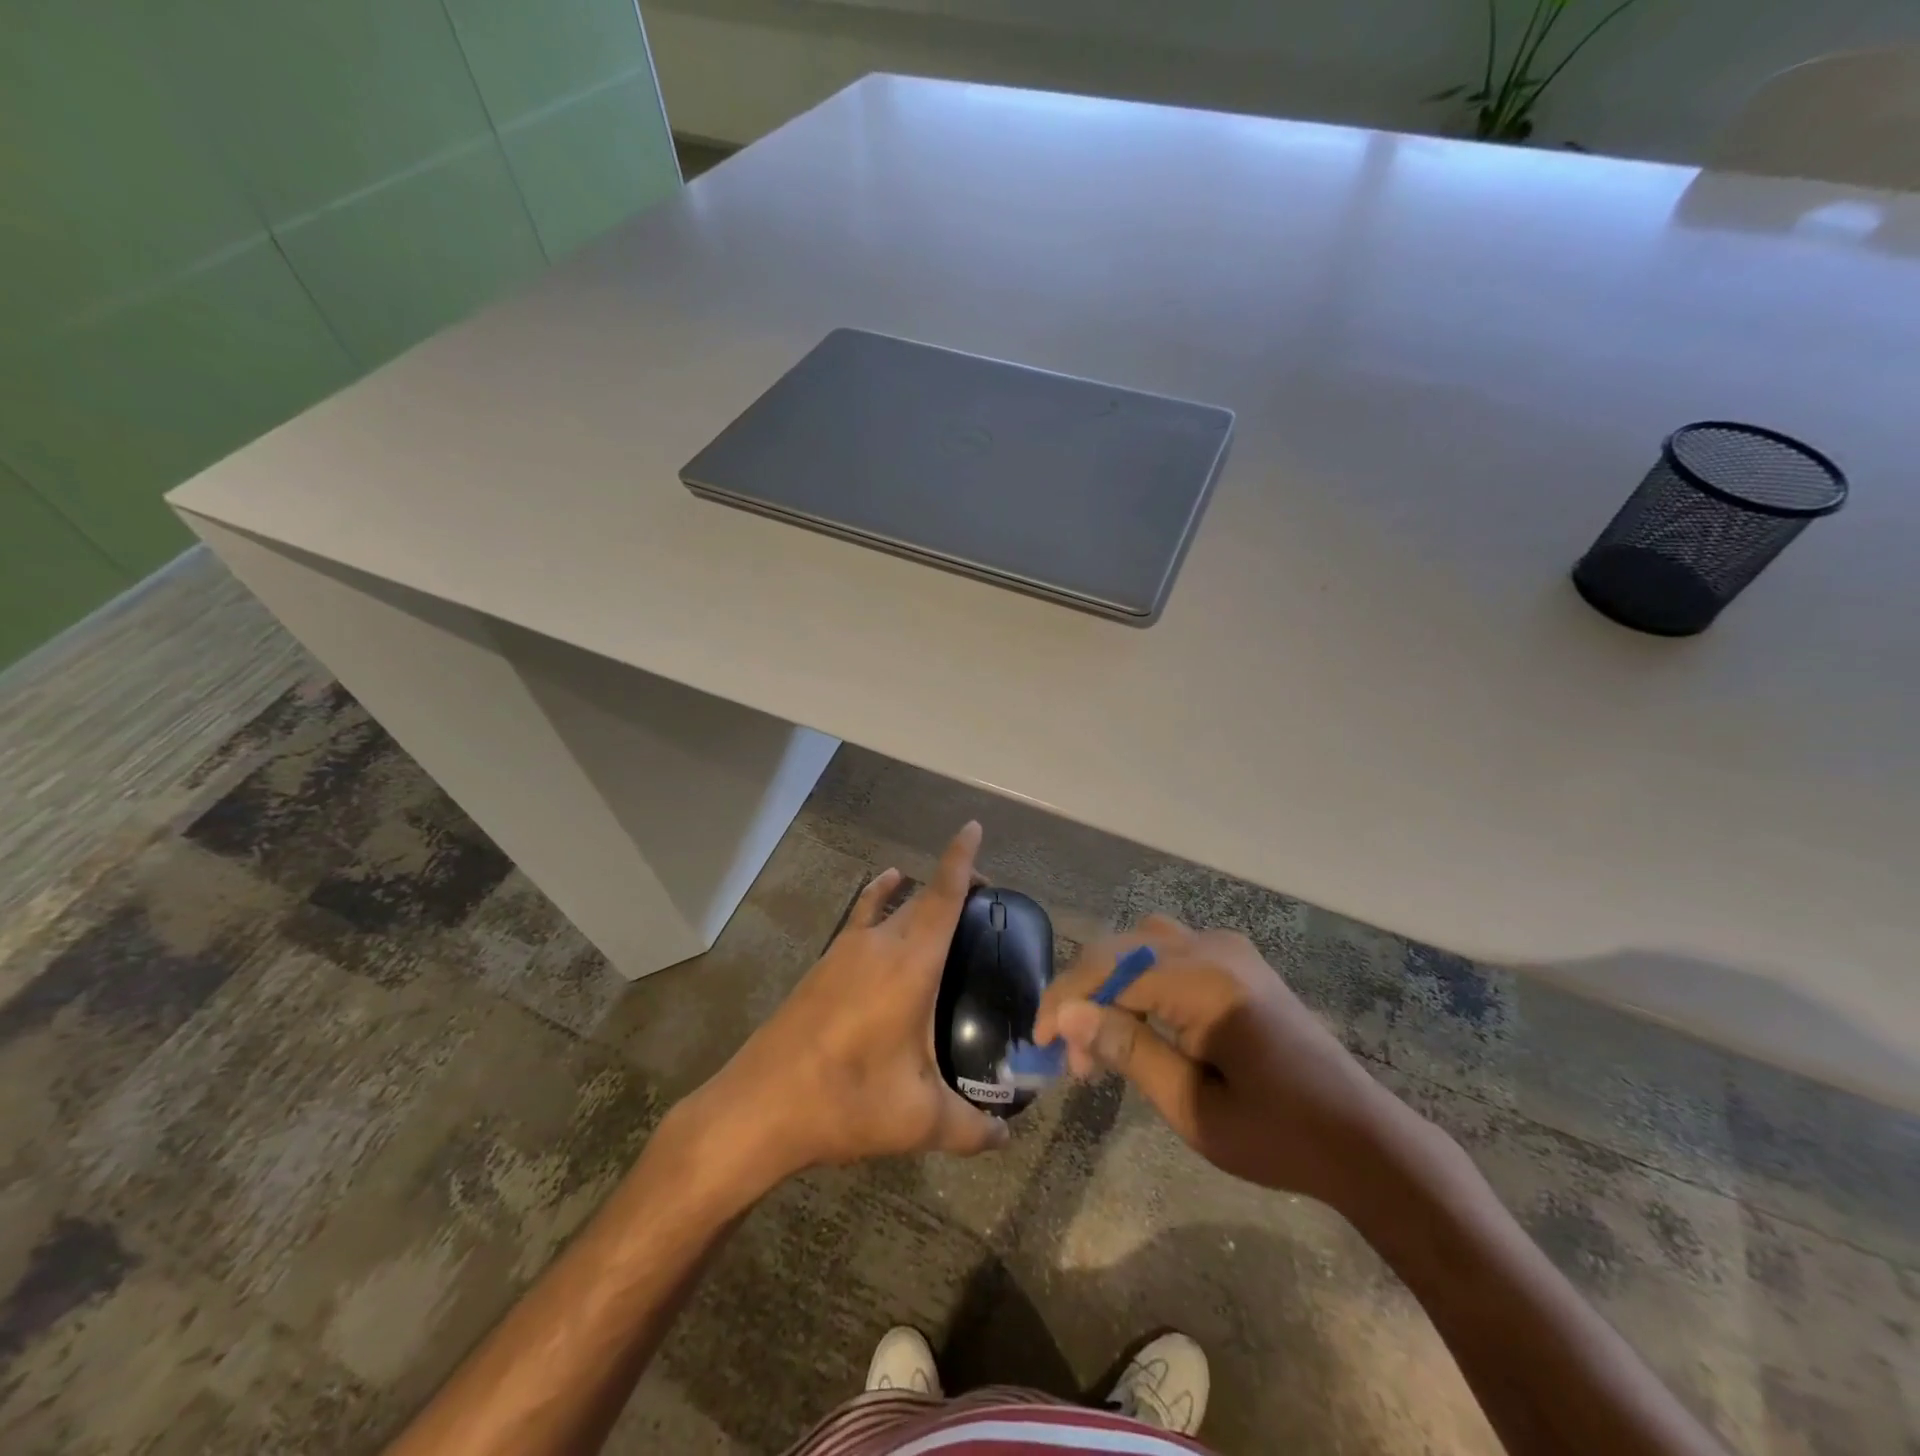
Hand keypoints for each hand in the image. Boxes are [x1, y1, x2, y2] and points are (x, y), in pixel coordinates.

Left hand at [678, 822, 1008, 1194]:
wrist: (760, 1105)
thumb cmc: (847, 1102)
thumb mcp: (919, 1121)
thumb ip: (971, 1129)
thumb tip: (1006, 1139)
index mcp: (910, 965)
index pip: (943, 896)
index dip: (962, 859)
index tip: (972, 827)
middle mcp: (879, 945)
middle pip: (922, 897)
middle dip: (953, 882)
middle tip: (986, 896)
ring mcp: (845, 952)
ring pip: (890, 906)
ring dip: (918, 896)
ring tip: (943, 907)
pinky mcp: (824, 966)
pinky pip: (861, 918)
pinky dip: (879, 900)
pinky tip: (884, 903)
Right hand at [1033, 916, 1419, 1207]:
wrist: (1362, 1139)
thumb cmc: (1278, 1135)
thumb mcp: (1192, 1106)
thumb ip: (1127, 1050)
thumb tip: (1065, 1016)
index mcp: (1205, 980)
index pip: (1110, 970)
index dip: (1065, 1001)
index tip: (1038, 1044)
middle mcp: (1214, 948)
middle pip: (1121, 949)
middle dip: (1084, 996)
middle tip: (1072, 1058)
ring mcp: (1229, 949)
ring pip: (1142, 945)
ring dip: (1110, 985)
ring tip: (1100, 1042)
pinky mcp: (1237, 961)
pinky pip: (1169, 953)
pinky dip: (1140, 981)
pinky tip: (1137, 1022)